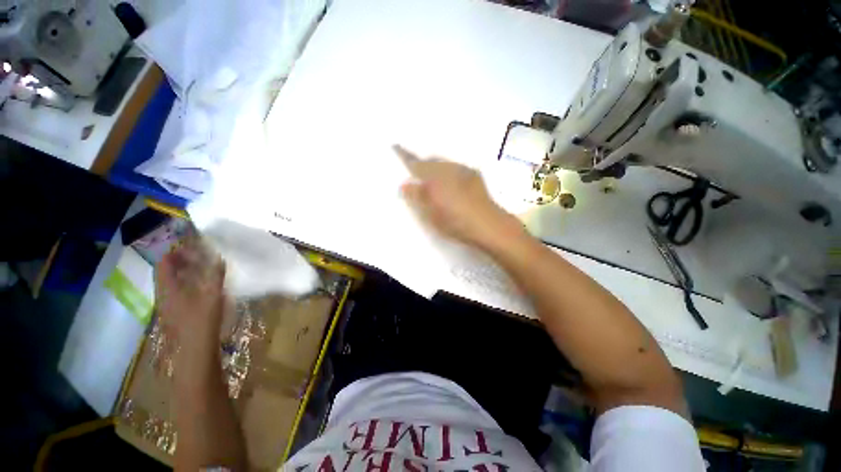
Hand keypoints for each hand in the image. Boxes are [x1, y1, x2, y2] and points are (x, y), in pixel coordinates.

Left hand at [155, 236, 227, 379]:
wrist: (195, 351)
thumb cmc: (202, 320)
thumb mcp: (212, 295)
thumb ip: (215, 274)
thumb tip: (218, 257)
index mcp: (167, 288)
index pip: (163, 263)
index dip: (176, 252)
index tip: (192, 246)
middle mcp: (163, 295)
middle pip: (165, 273)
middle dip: (180, 262)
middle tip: (199, 257)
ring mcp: (167, 306)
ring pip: (171, 283)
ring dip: (184, 273)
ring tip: (203, 270)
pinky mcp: (174, 314)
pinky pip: (176, 293)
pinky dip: (186, 285)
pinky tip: (202, 289)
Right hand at [394, 145, 522, 250]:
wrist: (489, 224)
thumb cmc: (456, 222)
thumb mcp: (431, 214)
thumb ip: (417, 197)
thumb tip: (404, 184)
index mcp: (435, 177)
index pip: (416, 163)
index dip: (405, 155)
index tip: (396, 146)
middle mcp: (449, 168)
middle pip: (431, 160)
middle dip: (422, 163)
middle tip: (415, 172)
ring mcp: (463, 170)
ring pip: (444, 164)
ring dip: (436, 168)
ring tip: (433, 179)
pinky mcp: (474, 176)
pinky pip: (456, 168)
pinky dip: (449, 172)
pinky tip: (451, 183)